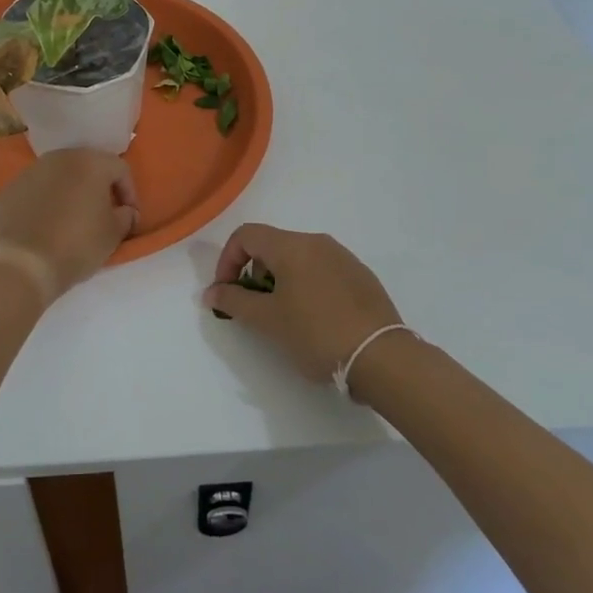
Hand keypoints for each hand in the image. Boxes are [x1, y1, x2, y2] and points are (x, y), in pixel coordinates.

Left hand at [0, 149, 138, 302]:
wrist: (20, 264)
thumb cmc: (76, 245)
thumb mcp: (112, 235)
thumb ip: (125, 217)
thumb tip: (125, 212)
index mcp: (90, 162)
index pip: (120, 169)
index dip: (129, 192)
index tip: (128, 217)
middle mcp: (59, 158)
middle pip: (87, 166)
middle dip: (98, 188)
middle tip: (102, 214)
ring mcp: (29, 172)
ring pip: (58, 177)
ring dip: (69, 193)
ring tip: (71, 220)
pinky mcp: (7, 190)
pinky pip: (34, 192)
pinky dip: (43, 203)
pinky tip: (44, 227)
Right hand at [204, 224, 402, 386]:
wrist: (381, 357)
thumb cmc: (316, 334)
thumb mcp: (268, 320)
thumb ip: (234, 301)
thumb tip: (211, 291)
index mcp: (292, 246)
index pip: (246, 235)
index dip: (227, 260)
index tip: (227, 292)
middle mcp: (317, 242)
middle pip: (272, 245)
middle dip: (254, 273)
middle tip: (255, 309)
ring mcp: (343, 257)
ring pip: (298, 258)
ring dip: (280, 280)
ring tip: (285, 317)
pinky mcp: (361, 276)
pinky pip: (322, 270)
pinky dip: (306, 285)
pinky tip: (315, 319)